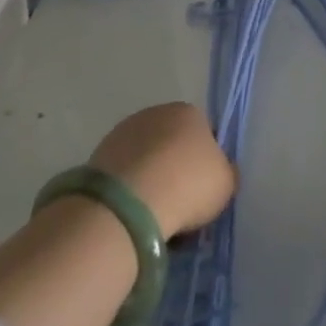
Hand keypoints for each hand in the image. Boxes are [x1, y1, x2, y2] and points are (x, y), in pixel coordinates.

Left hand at [90, 103, 234, 238]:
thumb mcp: (226, 183)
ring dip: (151, 178)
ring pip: (146, 158)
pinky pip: (124, 173)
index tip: (204, 189)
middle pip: (173, 143)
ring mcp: (124, 132)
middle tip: (181, 203)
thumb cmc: (188, 185)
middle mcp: (156, 113)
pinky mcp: (99, 155)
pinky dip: (129, 189)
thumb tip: (222, 171)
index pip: (205, 133)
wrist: (130, 203)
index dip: (207, 162)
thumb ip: (227, 173)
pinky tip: (134, 213)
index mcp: (189, 112)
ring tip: (155, 213)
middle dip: (176, 168)